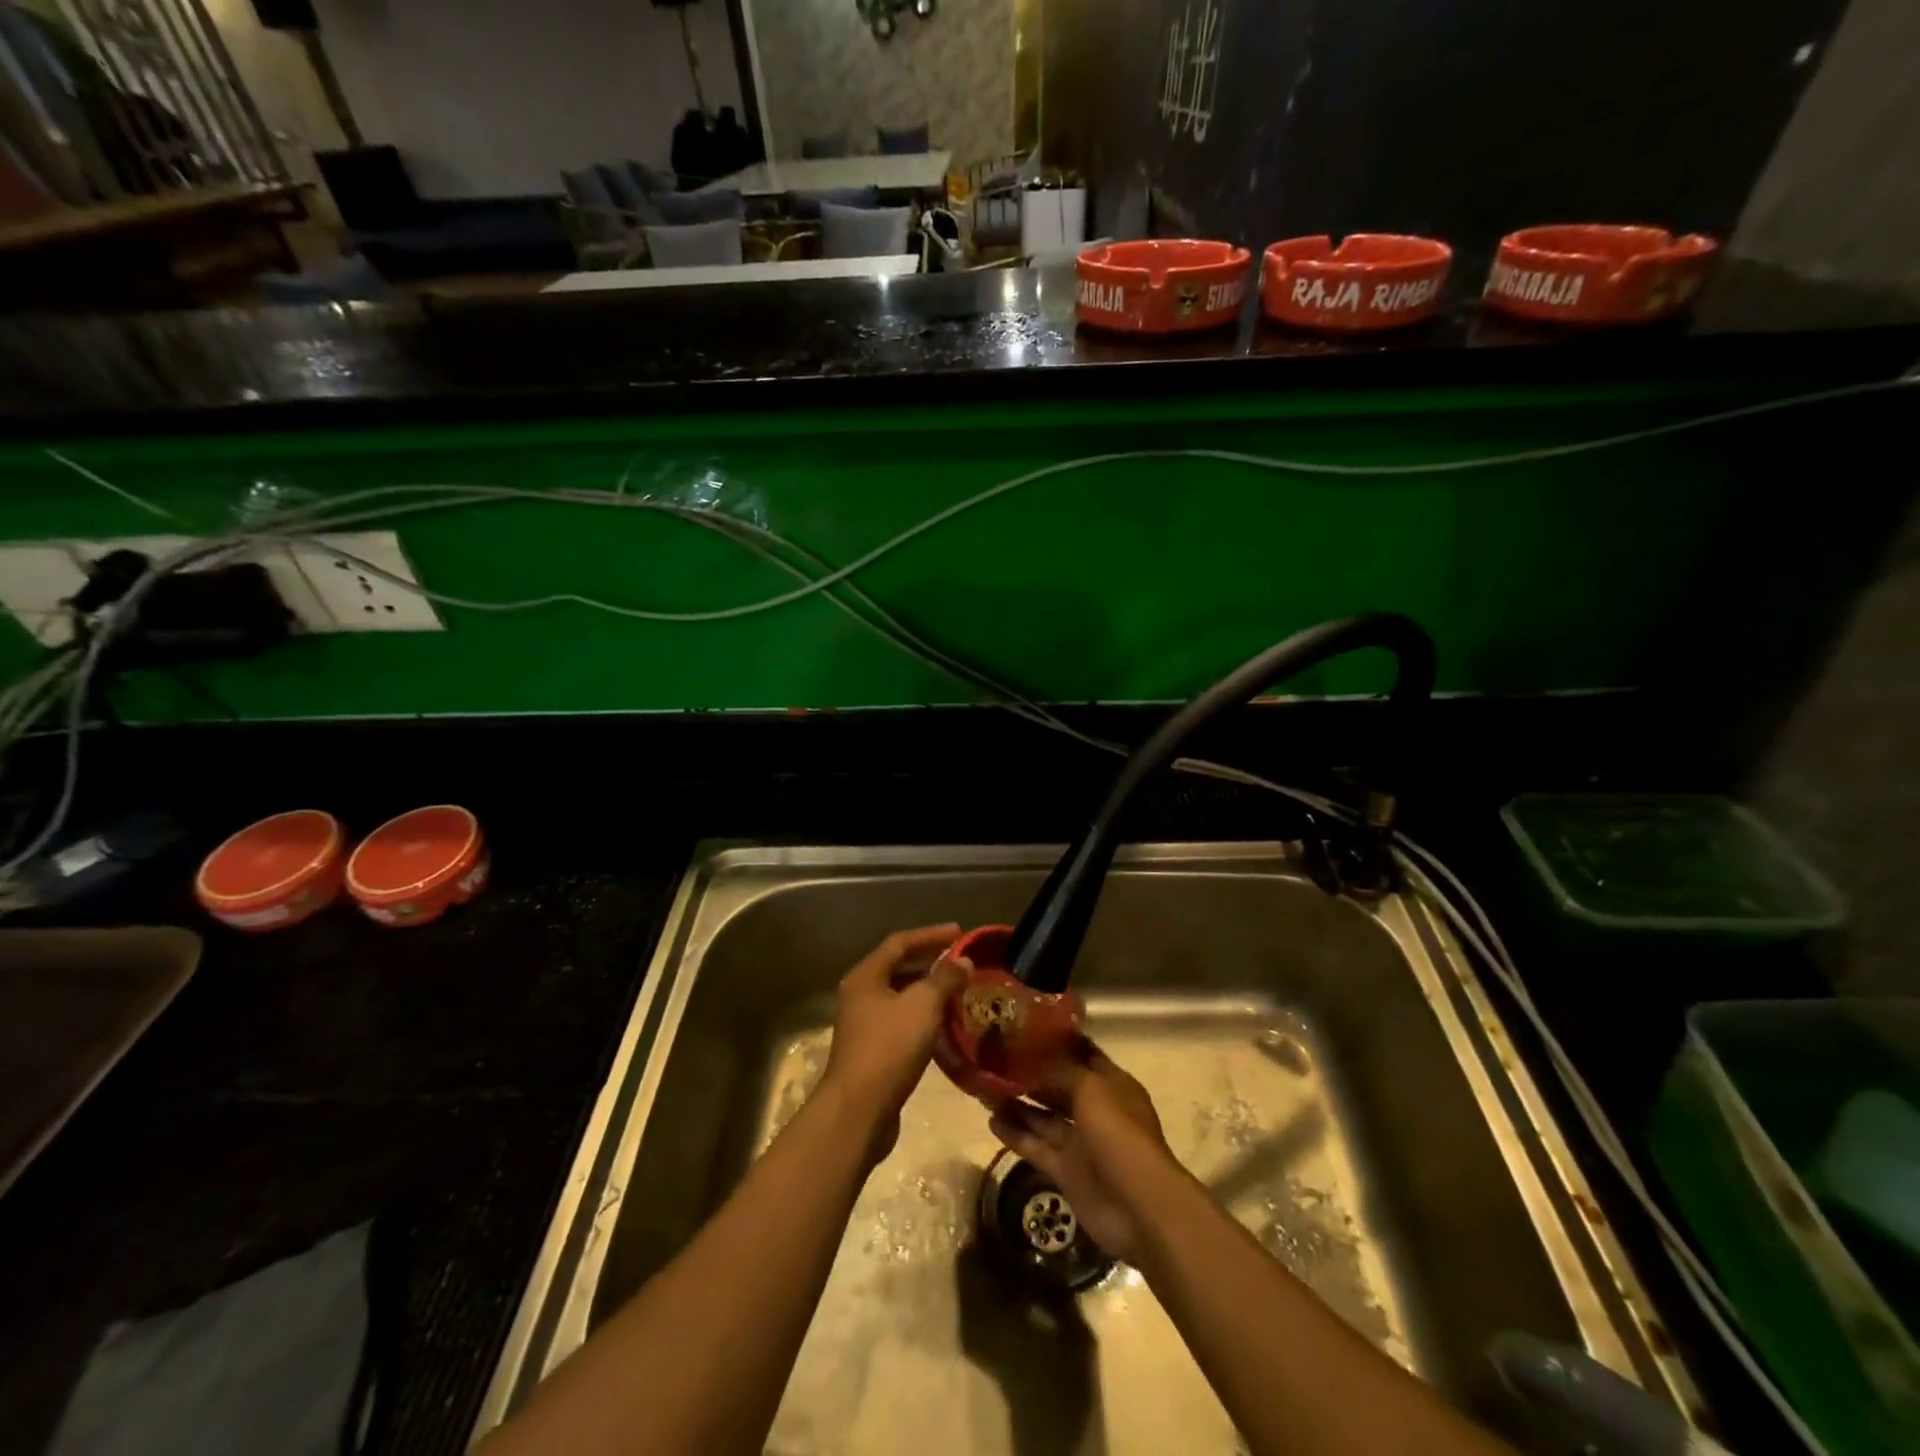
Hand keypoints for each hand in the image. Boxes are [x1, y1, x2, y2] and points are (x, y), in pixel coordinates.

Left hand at [820, 924, 968, 1139]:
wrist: (858, 1111)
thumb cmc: (889, 1048)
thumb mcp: (922, 1006)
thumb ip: (945, 979)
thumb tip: (963, 960)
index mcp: (866, 977)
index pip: (900, 943)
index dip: (930, 935)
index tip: (959, 932)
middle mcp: (860, 995)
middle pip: (898, 968)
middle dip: (930, 962)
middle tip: (961, 962)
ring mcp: (864, 1025)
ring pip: (901, 998)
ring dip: (929, 992)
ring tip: (959, 992)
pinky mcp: (873, 1052)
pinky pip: (902, 1023)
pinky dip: (924, 1018)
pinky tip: (945, 1027)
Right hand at [988, 1041, 1175, 1266]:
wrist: (1138, 1206)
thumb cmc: (1118, 1133)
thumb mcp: (1090, 1088)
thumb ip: (1061, 1072)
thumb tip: (1035, 1060)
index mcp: (1111, 1085)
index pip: (1082, 1055)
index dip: (1057, 1042)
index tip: (1025, 1028)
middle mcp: (1095, 1110)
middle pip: (1058, 1086)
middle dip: (1031, 1074)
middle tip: (995, 1058)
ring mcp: (1081, 1143)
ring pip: (1043, 1117)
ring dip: (1017, 1103)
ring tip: (984, 1087)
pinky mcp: (1066, 1172)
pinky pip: (1036, 1147)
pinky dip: (1015, 1134)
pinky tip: (991, 1120)